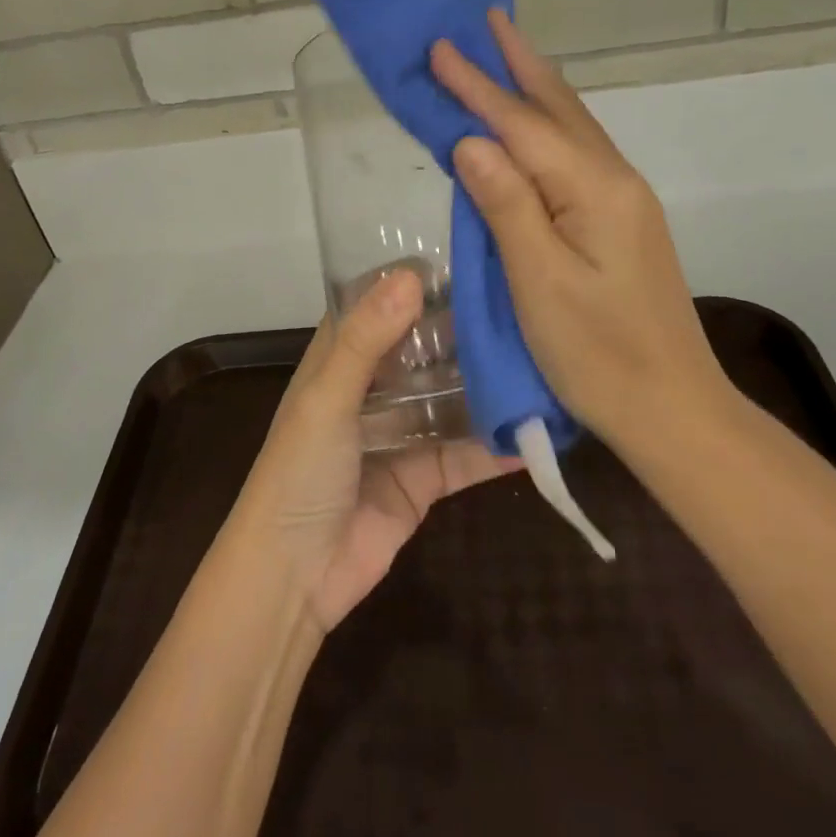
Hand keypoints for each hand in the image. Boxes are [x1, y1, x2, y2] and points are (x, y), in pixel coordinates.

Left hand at [232, 268, 521, 632]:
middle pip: (424, 349)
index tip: (467, 259)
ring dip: (488, 385)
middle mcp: (373, 389)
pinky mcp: (423, 478)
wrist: (293, 577)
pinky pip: (466, 454)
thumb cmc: (298, 472)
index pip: (379, 305)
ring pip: (451, 398)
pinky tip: (540, 432)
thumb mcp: (327, 398)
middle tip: (524, 306)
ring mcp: (401, 433)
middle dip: (465, 331)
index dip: (414, 282)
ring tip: (542, 359)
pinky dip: (497, 447)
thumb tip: (411, 276)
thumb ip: (366, 339)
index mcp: (340, 360)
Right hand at [429, 10, 735, 443]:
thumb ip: (507, 205)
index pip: (521, 125)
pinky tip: (533, 126)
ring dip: (534, 88)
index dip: (477, 86)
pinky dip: (547, 126)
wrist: (672, 407)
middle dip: (517, 63)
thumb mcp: (539, 283)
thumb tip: (470, 140)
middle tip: (486, 18)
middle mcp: (614, 180)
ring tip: (504, 54)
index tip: (439, 47)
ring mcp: (623, 201)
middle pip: (558, 108)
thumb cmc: (597, 353)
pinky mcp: (620, 222)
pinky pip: (576, 154)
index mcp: (593, 190)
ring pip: (572, 127)